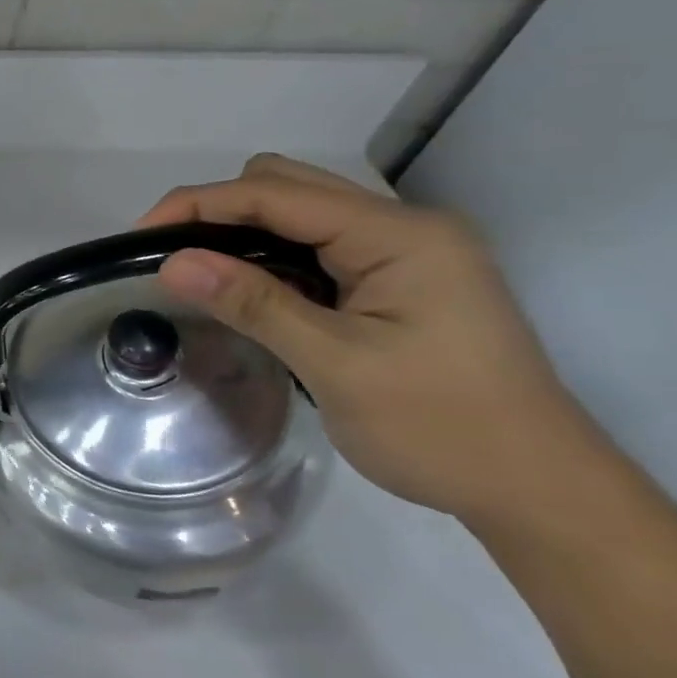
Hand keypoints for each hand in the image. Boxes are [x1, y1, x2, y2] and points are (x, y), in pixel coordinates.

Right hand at [138, 154, 597, 524]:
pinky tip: (245, 288)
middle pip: (286, 185)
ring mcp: (404, 252)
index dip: (200, 205)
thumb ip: (253, 304)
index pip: (276, 194)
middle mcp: (404, 227)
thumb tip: (171, 263)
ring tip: (197, 271)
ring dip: (241, 230)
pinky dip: (267, 254)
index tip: (139, 237)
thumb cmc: (441, 428)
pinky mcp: (396, 278)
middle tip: (170, 256)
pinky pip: (314, 244)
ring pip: (298, 211)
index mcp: (400, 236)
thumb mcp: (336, 365)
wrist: (537, 491)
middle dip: (217, 210)